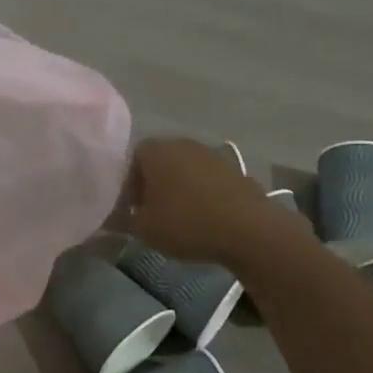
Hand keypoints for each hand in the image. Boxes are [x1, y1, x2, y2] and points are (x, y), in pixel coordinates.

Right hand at [123, 137, 298, 268]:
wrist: (247, 228)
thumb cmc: (185, 223)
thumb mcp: (144, 228)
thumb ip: (127, 219)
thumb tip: (125, 215)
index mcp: (156, 151)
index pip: (133, 159)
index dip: (130, 184)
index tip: (134, 208)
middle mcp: (183, 144)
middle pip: (161, 161)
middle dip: (155, 184)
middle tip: (154, 211)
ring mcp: (212, 155)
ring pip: (186, 169)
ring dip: (180, 188)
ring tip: (181, 216)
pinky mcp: (235, 170)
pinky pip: (209, 180)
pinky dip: (203, 194)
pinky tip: (206, 217)